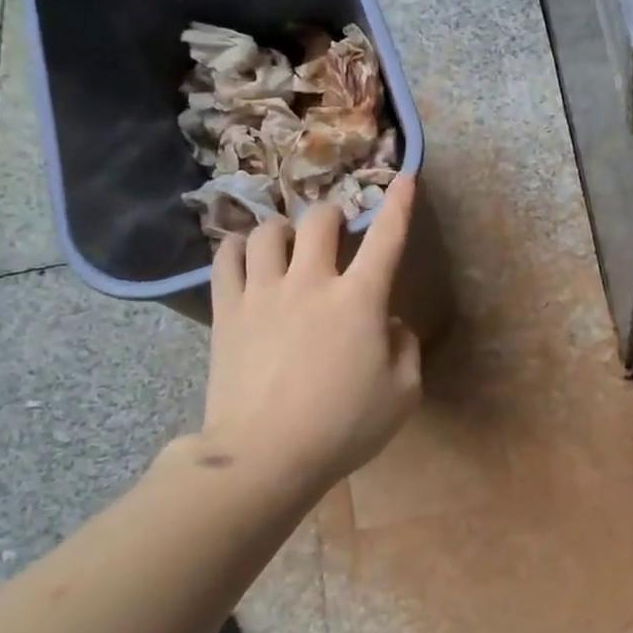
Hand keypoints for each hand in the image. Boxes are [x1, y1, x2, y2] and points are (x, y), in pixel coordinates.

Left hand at [202, 176, 423, 494]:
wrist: (266, 454)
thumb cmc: (344, 426)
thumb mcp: (403, 393)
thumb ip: (405, 348)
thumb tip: (388, 324)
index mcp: (359, 300)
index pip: (386, 239)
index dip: (400, 205)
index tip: (405, 178)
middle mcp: (310, 282)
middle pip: (318, 223)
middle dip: (333, 216)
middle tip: (335, 231)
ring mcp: (263, 293)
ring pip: (267, 232)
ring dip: (283, 230)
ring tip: (286, 243)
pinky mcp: (228, 311)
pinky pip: (226, 259)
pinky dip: (238, 248)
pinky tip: (245, 255)